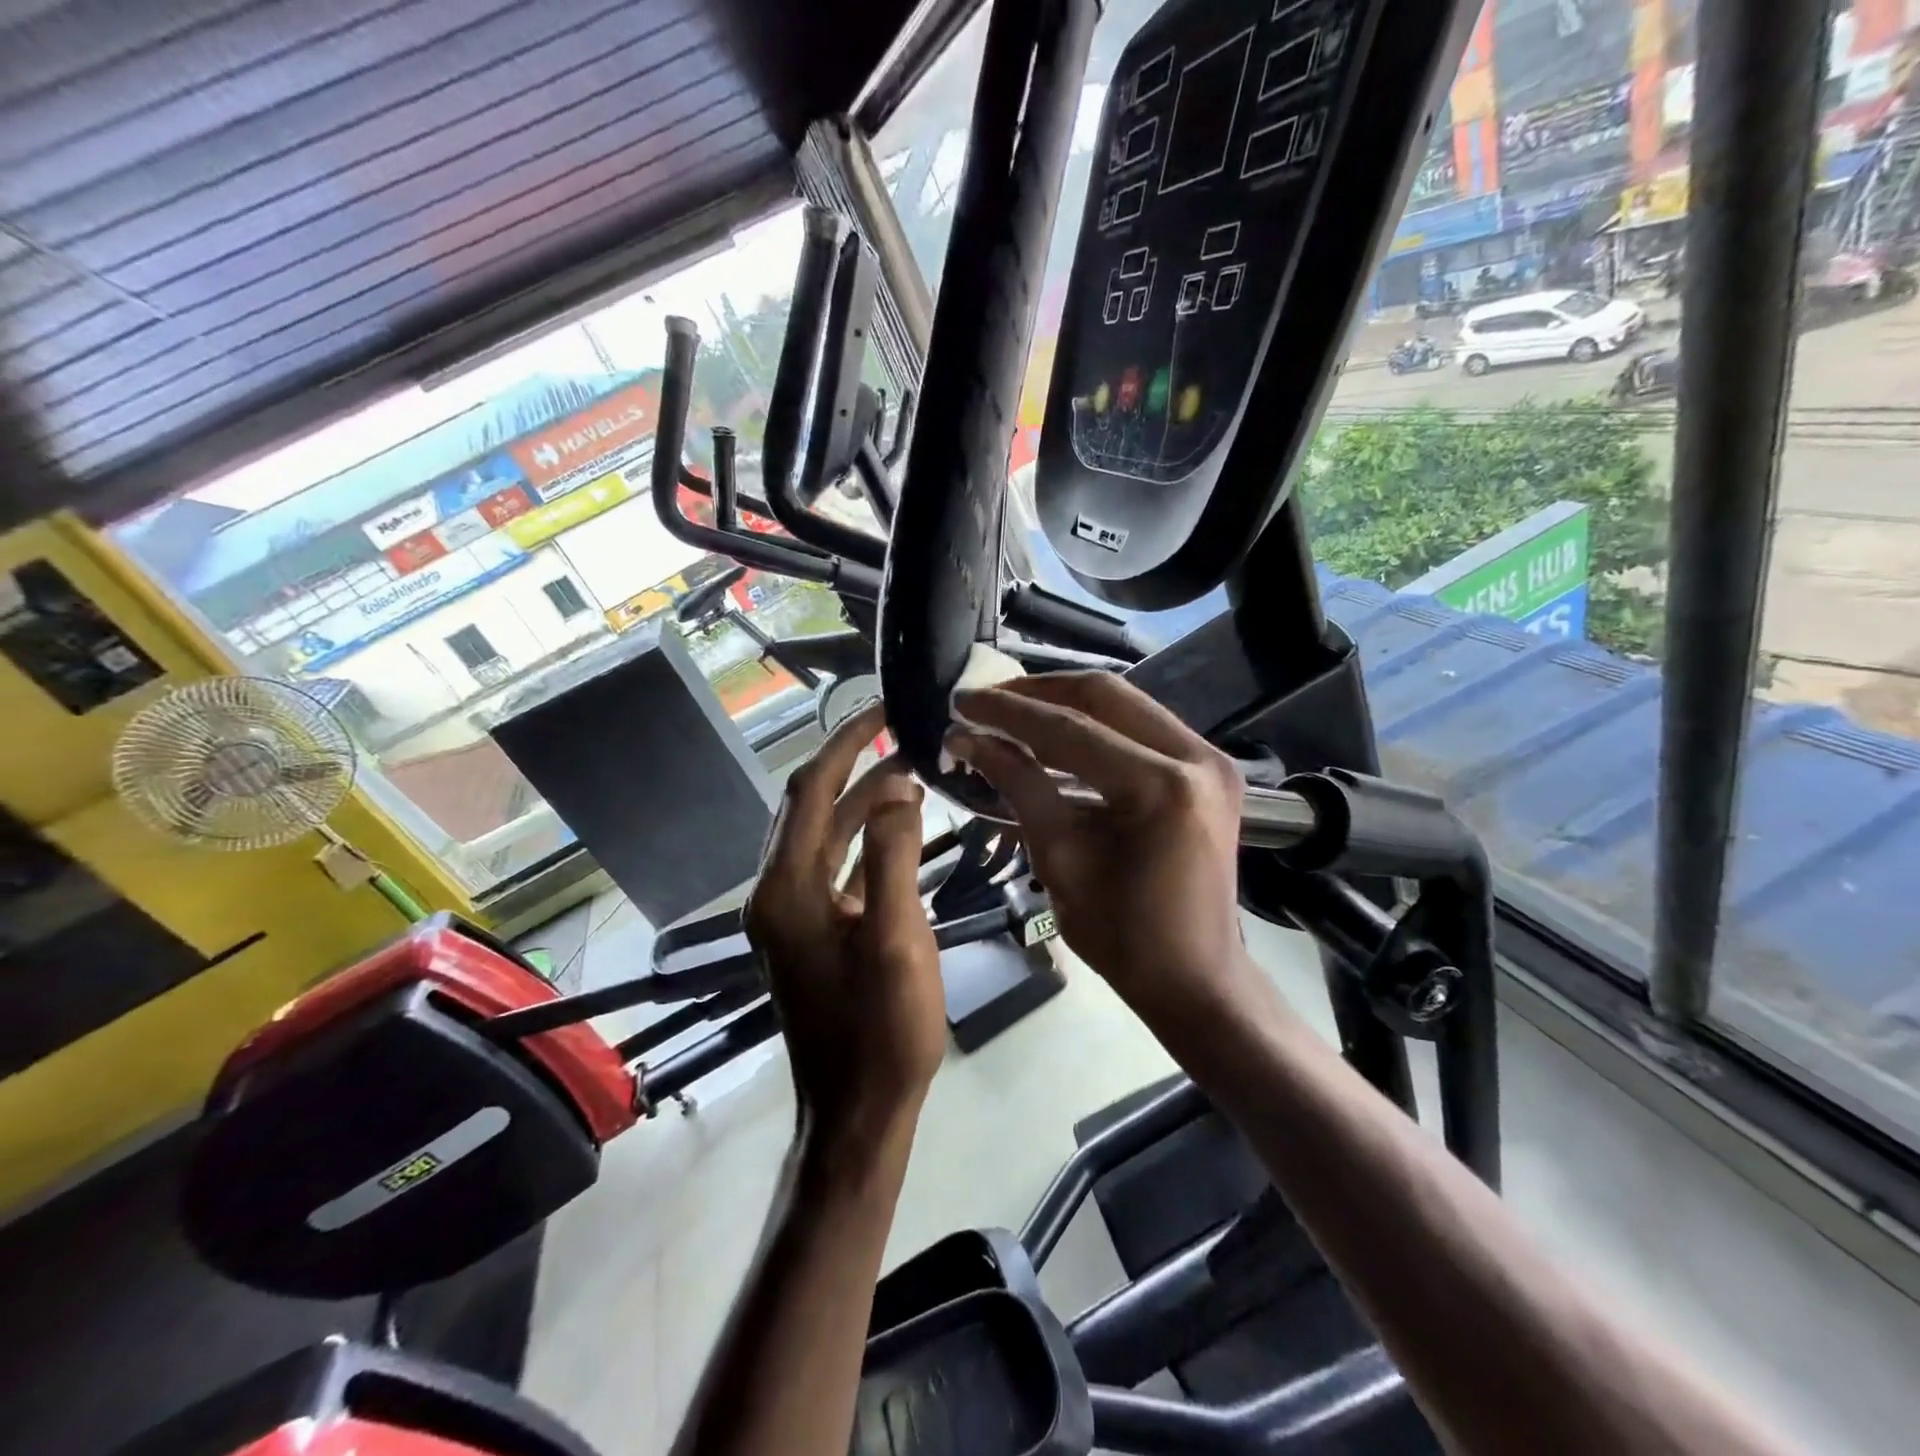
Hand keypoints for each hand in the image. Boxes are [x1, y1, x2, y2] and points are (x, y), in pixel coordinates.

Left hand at [745, 703, 945, 1156]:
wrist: (858, 1114)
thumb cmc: (882, 1033)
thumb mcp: (897, 940)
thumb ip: (894, 858)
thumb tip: (898, 787)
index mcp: (787, 889)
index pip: (811, 789)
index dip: (846, 741)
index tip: (883, 708)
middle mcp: (777, 892)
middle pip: (811, 805)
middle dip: (853, 762)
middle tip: (902, 731)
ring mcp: (791, 913)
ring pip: (825, 834)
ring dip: (863, 800)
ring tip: (912, 770)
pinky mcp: (811, 931)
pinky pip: (835, 865)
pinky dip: (865, 839)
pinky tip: (901, 827)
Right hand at [948, 674, 1258, 1019]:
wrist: (1195, 978)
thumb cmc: (1122, 935)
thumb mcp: (1059, 859)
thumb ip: (1019, 786)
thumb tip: (969, 739)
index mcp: (1161, 788)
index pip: (1070, 730)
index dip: (1009, 713)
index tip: (962, 702)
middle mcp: (1197, 757)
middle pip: (1105, 695)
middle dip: (1038, 692)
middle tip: (987, 701)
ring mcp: (1211, 758)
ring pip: (1126, 703)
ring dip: (1065, 703)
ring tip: (1012, 712)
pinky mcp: (1210, 768)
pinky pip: (1143, 726)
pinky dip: (1095, 724)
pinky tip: (1055, 733)